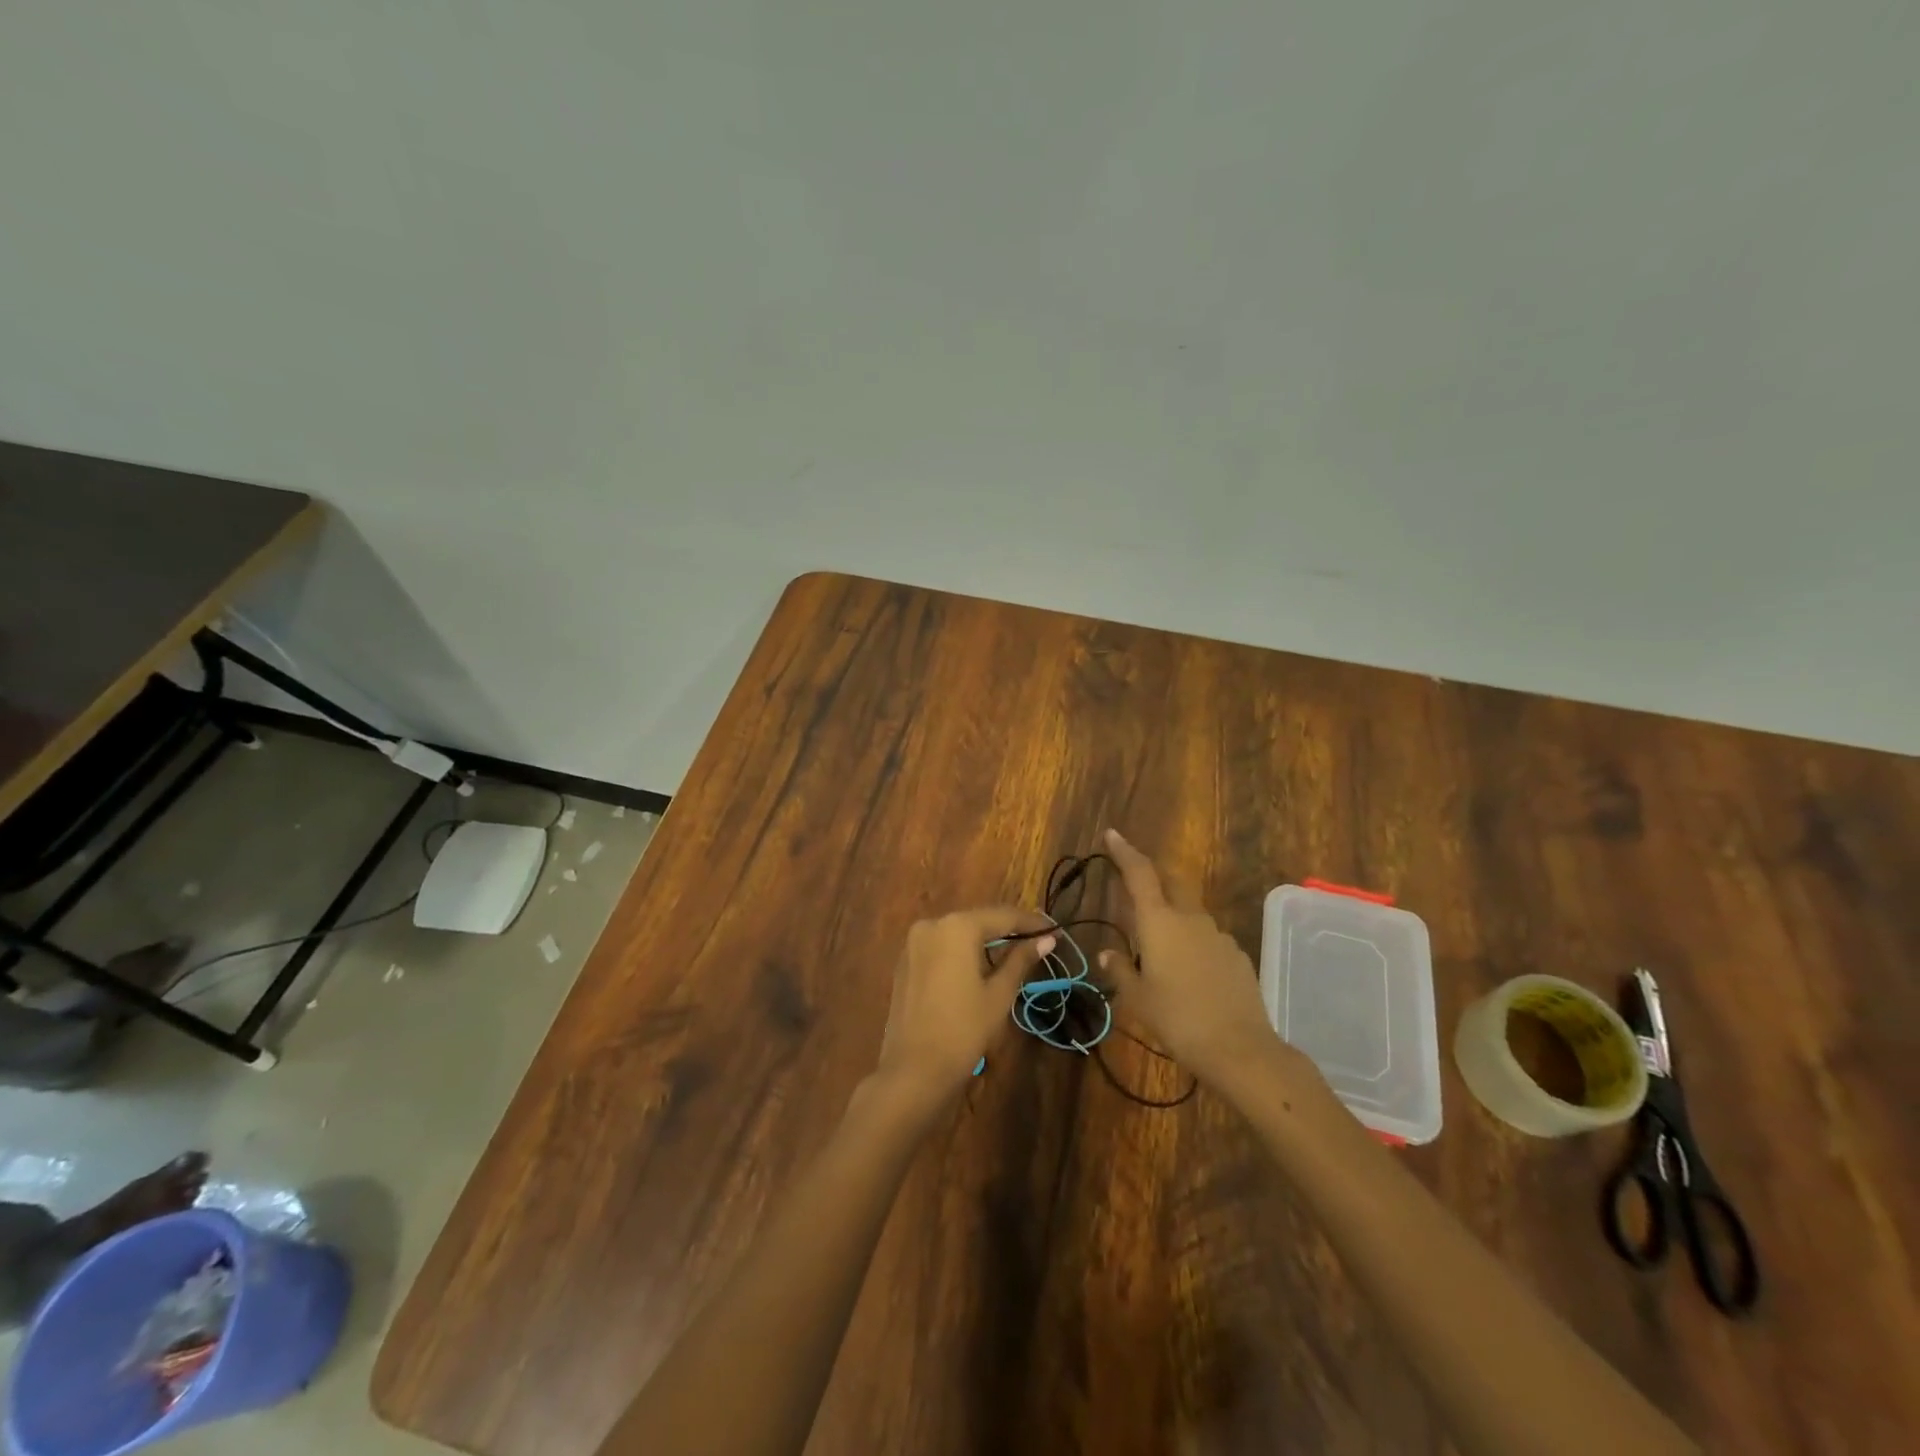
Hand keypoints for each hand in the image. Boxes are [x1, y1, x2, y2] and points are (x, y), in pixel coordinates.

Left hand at [874, 906, 1054, 1105]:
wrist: (914, 1070)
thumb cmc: (964, 1030)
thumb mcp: (999, 994)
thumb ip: (1021, 960)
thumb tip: (1046, 939)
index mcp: (957, 926)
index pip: (1002, 916)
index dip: (1030, 922)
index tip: (1054, 928)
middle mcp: (932, 924)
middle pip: (978, 921)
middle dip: (1007, 930)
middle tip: (1037, 940)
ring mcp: (914, 942)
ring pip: (958, 933)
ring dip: (984, 941)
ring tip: (1014, 952)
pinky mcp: (905, 962)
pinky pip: (941, 947)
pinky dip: (962, 952)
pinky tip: (980, 966)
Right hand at [1099, 829, 1288, 1087]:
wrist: (1240, 1049)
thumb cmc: (1178, 1019)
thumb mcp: (1138, 999)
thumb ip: (1121, 970)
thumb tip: (1108, 954)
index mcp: (1159, 922)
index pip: (1139, 873)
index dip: (1124, 852)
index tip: (1112, 835)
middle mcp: (1190, 918)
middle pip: (1171, 881)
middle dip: (1153, 874)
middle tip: (1135, 880)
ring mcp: (1218, 935)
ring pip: (1190, 912)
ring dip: (1173, 915)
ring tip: (1159, 944)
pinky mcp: (1237, 955)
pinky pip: (1208, 938)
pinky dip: (1194, 942)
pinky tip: (1190, 971)